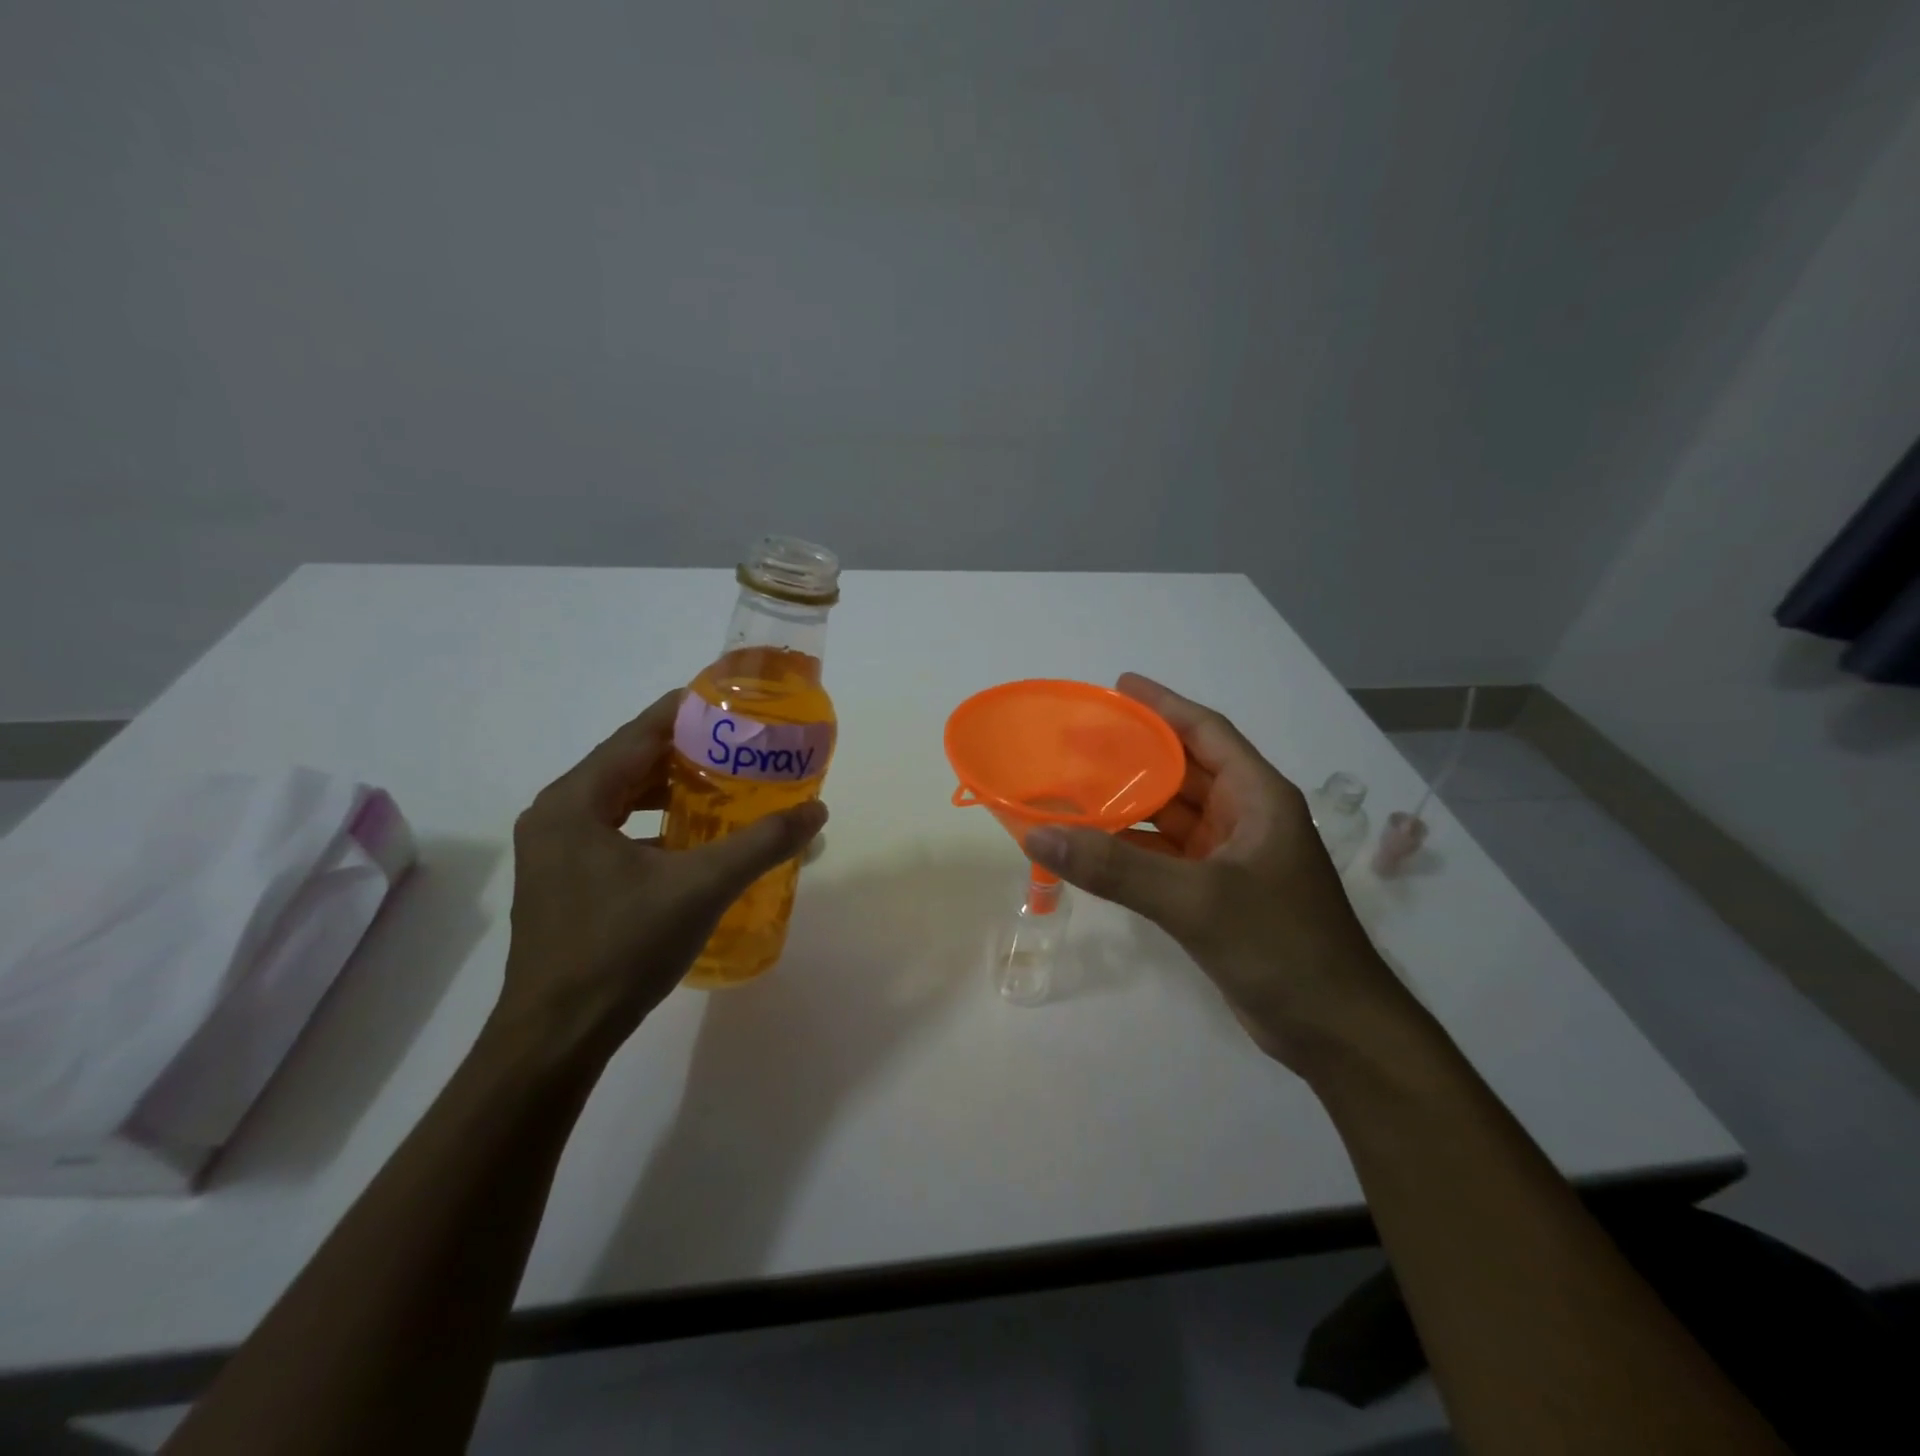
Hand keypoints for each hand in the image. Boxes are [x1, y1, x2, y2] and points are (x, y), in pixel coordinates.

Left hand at [496, 690, 826, 1064]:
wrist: (556, 1037)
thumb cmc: (621, 950)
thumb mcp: (701, 888)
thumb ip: (761, 844)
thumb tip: (817, 811)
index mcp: (575, 801)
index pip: (639, 734)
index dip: (688, 713)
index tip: (735, 706)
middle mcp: (557, 814)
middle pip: (630, 763)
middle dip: (687, 753)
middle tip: (742, 749)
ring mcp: (555, 850)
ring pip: (622, 799)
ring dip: (671, 790)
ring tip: (726, 787)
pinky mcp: (563, 880)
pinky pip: (615, 830)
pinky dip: (655, 824)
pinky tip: (694, 840)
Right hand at [1024, 673, 1403, 1071]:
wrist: (1334, 1030)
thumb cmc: (1280, 945)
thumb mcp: (1197, 900)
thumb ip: (1117, 867)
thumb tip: (1039, 835)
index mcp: (1259, 797)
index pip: (1207, 732)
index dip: (1164, 705)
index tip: (1118, 686)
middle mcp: (1247, 818)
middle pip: (1184, 771)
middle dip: (1134, 754)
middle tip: (1077, 740)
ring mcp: (1232, 858)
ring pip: (1171, 816)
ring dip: (1128, 803)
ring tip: (1073, 786)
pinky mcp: (1218, 894)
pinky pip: (1166, 855)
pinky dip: (1132, 848)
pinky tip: (1094, 844)